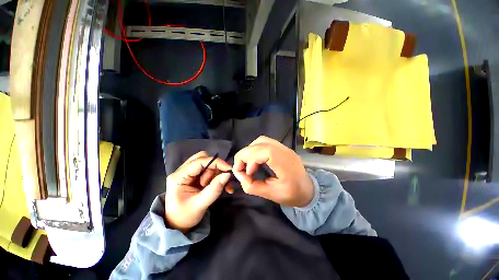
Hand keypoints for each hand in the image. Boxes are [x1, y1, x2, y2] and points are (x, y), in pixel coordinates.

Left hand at [165, 151, 231, 231]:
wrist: (177, 225)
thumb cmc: (185, 216)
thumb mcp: (201, 204)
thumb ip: (215, 189)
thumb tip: (228, 174)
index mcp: (179, 177)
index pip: (199, 161)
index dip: (216, 162)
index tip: (229, 169)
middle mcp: (182, 171)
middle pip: (203, 158)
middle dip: (215, 168)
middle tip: (221, 179)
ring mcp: (188, 172)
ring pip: (207, 163)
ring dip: (217, 173)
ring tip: (220, 187)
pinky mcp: (194, 176)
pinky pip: (209, 170)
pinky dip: (217, 176)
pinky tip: (223, 186)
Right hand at [232, 136, 313, 206]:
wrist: (307, 189)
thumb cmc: (292, 194)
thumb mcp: (271, 195)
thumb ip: (252, 186)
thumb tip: (239, 174)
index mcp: (286, 163)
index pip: (265, 150)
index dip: (251, 159)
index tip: (247, 173)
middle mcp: (284, 151)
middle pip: (259, 143)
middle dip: (244, 155)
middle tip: (240, 168)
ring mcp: (283, 147)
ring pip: (260, 140)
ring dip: (249, 150)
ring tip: (247, 163)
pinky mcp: (281, 147)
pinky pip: (264, 142)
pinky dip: (255, 148)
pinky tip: (254, 159)